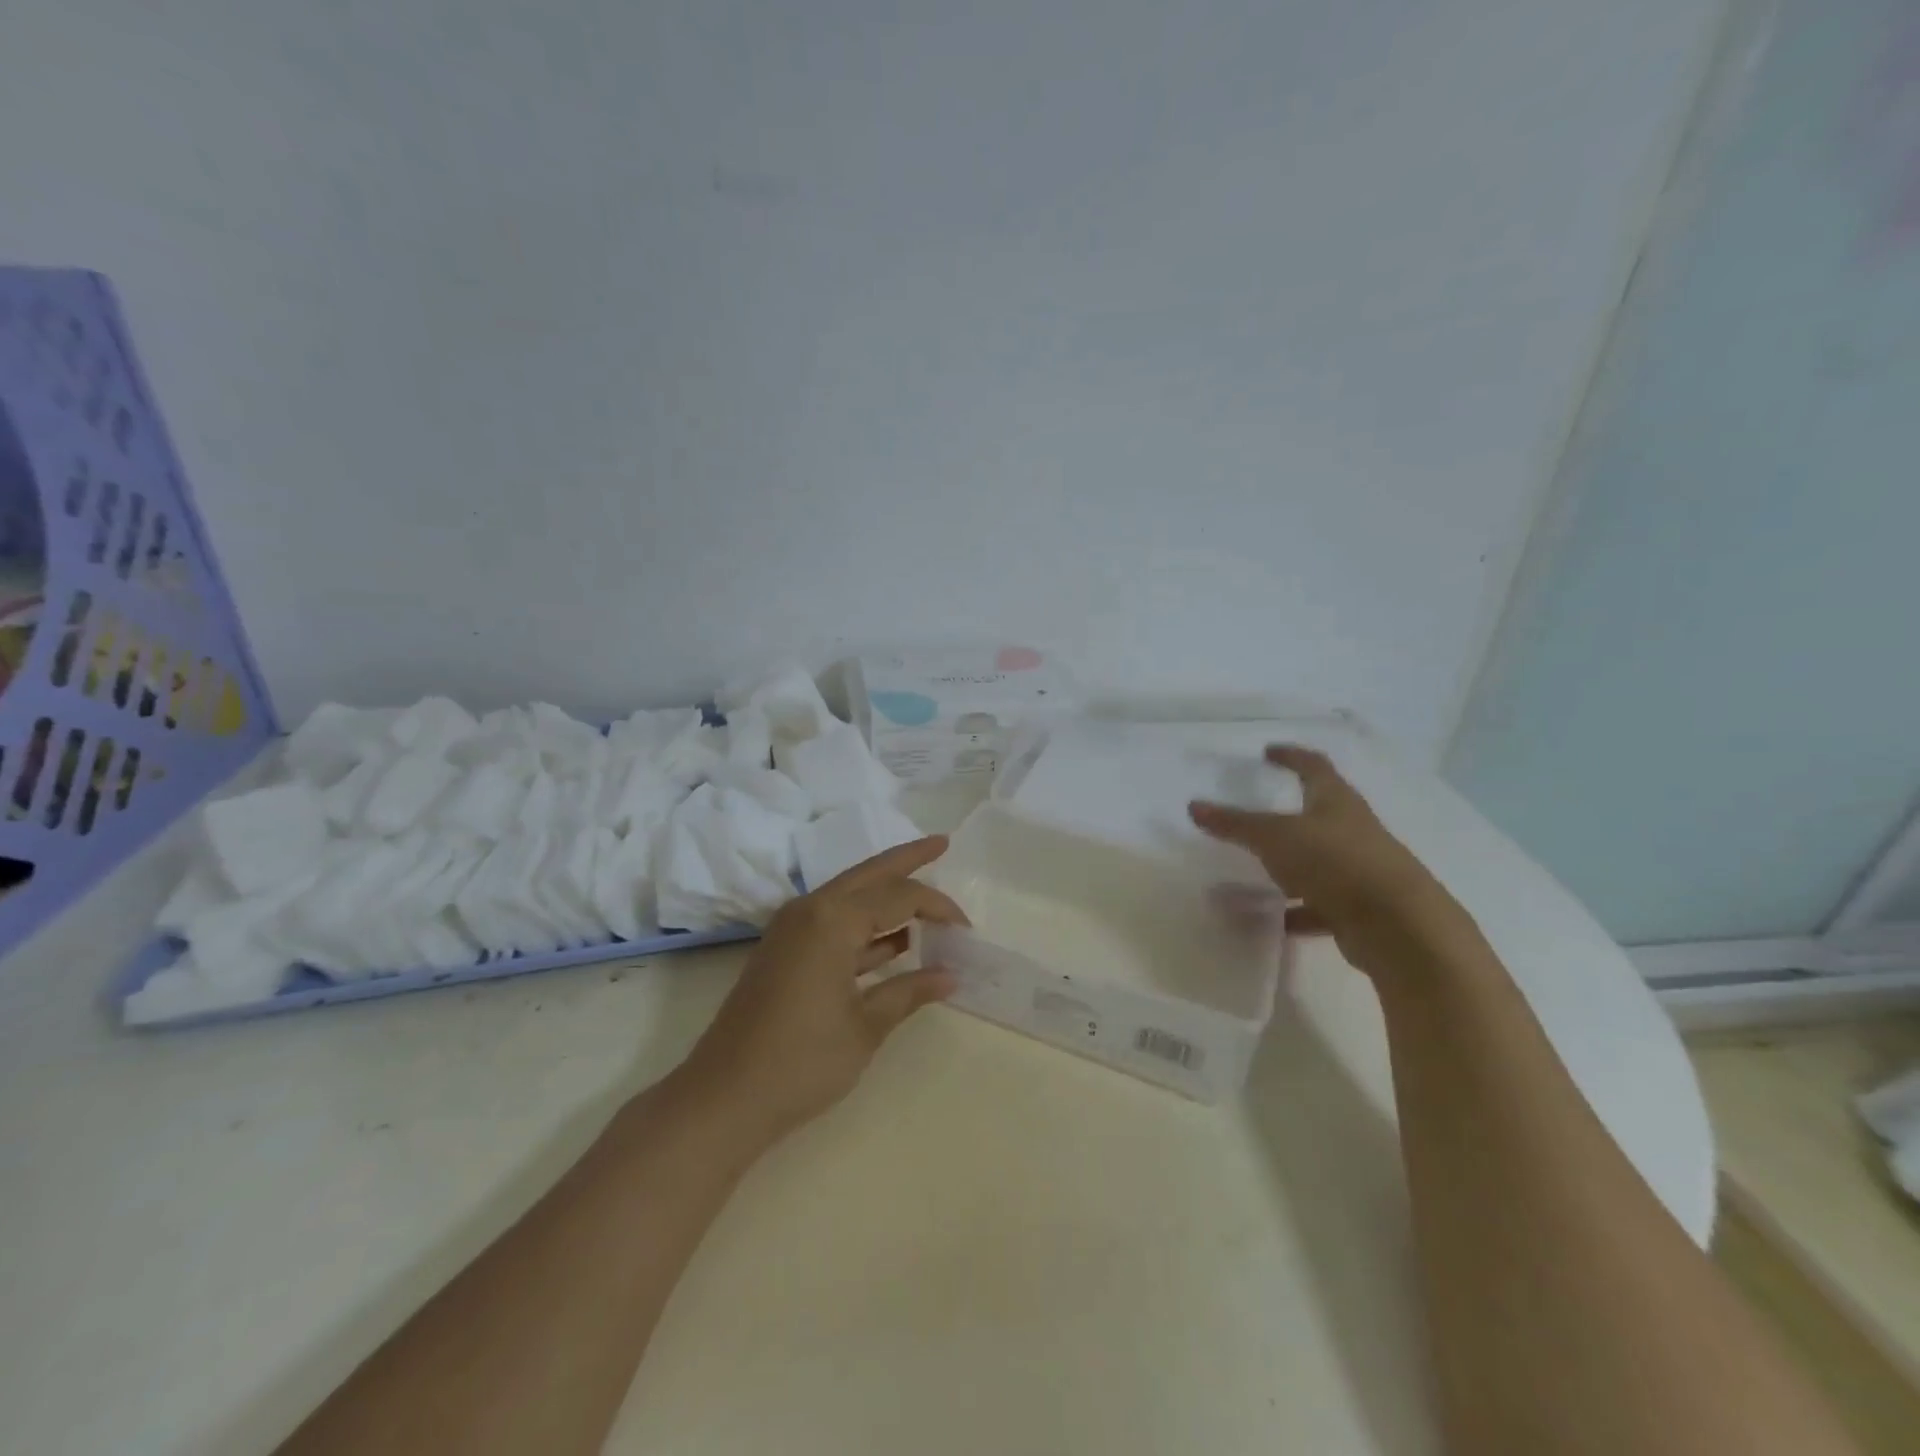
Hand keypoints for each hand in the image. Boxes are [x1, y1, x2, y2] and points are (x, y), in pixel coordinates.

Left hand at [677, 837, 966, 1145]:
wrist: (724, 1098)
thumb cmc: (802, 1061)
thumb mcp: (866, 1026)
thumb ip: (909, 991)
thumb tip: (950, 975)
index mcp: (833, 919)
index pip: (899, 896)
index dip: (938, 906)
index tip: (967, 929)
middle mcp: (810, 910)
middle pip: (870, 874)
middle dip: (907, 859)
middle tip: (941, 843)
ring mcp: (792, 929)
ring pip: (850, 895)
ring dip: (887, 894)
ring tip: (925, 894)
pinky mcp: (785, 951)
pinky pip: (835, 922)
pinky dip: (866, 926)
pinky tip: (895, 941)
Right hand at [1189, 745, 1472, 980]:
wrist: (1400, 927)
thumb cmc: (1335, 863)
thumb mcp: (1275, 838)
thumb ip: (1235, 823)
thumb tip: (1194, 806)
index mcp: (1336, 802)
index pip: (1314, 767)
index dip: (1291, 756)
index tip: (1269, 751)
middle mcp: (1353, 830)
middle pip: (1320, 813)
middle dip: (1291, 812)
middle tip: (1259, 813)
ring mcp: (1361, 870)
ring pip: (1319, 861)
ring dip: (1290, 866)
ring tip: (1255, 873)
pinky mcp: (1361, 908)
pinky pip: (1321, 903)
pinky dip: (1298, 910)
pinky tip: (1274, 920)